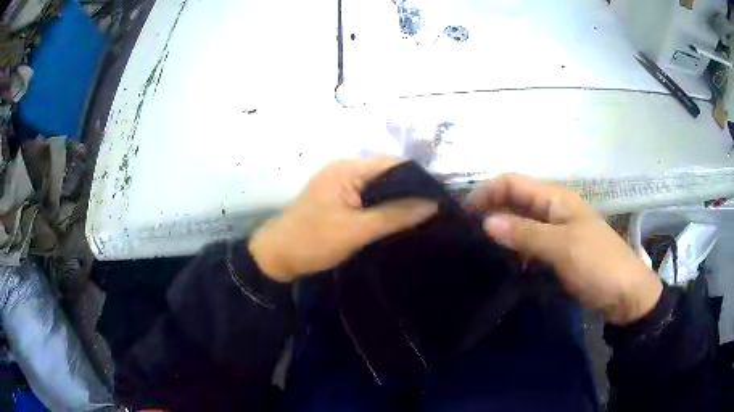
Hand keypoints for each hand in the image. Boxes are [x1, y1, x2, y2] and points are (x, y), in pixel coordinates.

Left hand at [249, 158, 437, 282]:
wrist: (276, 258)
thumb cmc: (314, 242)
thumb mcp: (358, 230)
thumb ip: (396, 215)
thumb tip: (433, 204)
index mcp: (347, 168)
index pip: (393, 164)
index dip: (418, 179)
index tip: (440, 197)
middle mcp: (344, 169)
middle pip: (387, 173)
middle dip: (410, 190)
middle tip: (435, 209)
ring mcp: (340, 183)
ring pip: (378, 186)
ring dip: (397, 199)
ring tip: (423, 214)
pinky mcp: (338, 198)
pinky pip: (368, 197)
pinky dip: (383, 206)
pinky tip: (399, 218)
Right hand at [465, 173, 662, 325]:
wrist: (625, 293)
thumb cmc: (598, 264)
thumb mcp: (562, 247)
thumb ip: (525, 233)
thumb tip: (486, 222)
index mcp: (556, 198)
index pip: (513, 182)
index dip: (487, 191)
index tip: (462, 213)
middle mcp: (553, 209)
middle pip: (515, 200)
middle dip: (490, 209)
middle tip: (465, 234)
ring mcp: (556, 230)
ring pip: (521, 222)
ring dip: (500, 230)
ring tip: (477, 248)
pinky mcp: (558, 251)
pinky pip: (529, 242)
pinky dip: (514, 248)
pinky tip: (501, 262)